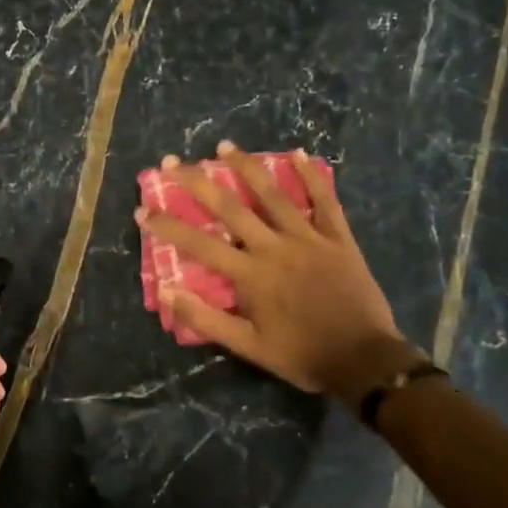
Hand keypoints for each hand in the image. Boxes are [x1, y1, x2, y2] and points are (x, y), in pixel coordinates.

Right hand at [138, 141, 423, 400]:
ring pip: (273, 195)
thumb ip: (206, 318)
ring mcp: (309, 239)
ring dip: (247, 168)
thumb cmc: (301, 355)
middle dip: (198, 182)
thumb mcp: (248, 347)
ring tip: (225, 146)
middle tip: (174, 162)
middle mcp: (275, 248)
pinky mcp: (338, 239)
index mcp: (251, 275)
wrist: (363, 360)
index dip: (168, 226)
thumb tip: (167, 292)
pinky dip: (311, 177)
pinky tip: (299, 154)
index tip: (143, 210)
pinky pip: (324, 201)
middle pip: (230, 208)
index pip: (199, 244)